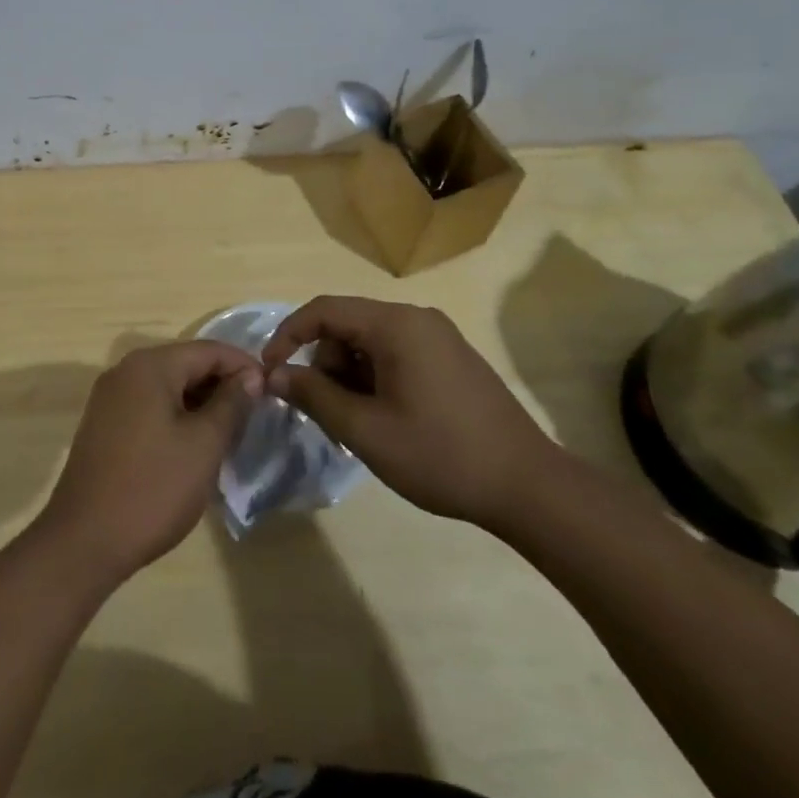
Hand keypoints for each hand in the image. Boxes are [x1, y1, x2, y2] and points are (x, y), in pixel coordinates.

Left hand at [35, 341, 260, 583]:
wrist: (84, 540)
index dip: (244, 366)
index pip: (208, 350)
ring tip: (231, 431)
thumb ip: (231, 404)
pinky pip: (150, 405)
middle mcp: (126, 371)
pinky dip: (176, 416)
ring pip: (168, 386)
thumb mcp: (204, 445)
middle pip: (186, 364)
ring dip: (200, 402)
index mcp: (150, 366)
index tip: (273, 389)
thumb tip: (250, 376)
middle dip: (222, 384)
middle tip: (255, 415)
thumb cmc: (153, 488)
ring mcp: (110, 398)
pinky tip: (194, 444)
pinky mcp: (104, 424)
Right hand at [260, 296, 555, 531]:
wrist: (529, 487)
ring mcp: (439, 336)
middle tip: (326, 412)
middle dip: (325, 364)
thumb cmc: (441, 455)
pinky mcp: (452, 357)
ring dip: (351, 375)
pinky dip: (376, 378)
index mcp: (396, 325)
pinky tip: (385, 419)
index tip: (270, 371)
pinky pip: (396, 353)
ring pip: (370, 341)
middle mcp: (417, 318)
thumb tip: (274, 375)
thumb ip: (314, 396)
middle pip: (348, 325)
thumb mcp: (366, 430)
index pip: (324, 310)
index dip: (288, 336)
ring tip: (358, 424)